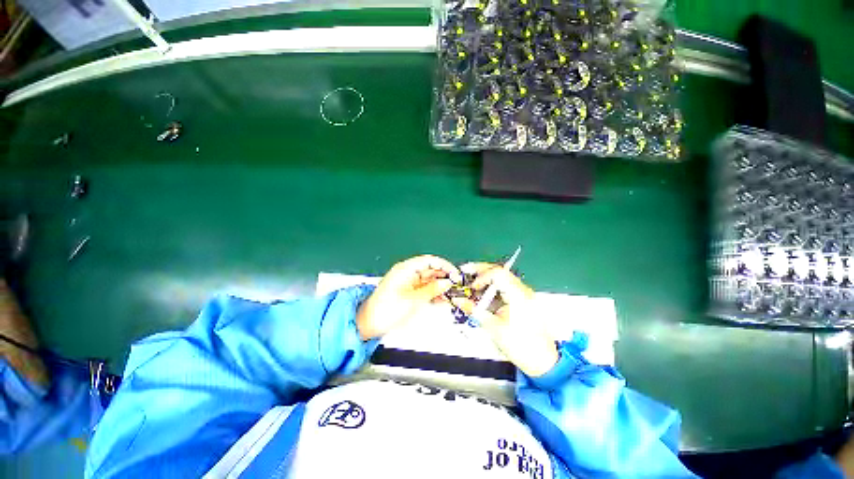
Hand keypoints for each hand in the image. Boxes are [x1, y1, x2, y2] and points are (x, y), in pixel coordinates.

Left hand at [356, 255, 460, 340]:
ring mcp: (410, 284)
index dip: (444, 265)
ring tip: (454, 293)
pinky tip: (444, 299)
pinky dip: (435, 293)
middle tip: (458, 285)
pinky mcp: (410, 293)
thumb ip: (431, 290)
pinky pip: (426, 290)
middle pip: (431, 270)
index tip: (455, 273)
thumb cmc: (385, 310)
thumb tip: (446, 282)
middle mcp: (409, 274)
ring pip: (430, 281)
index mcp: (406, 269)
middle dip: (444, 276)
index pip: (429, 260)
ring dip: (441, 286)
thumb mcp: (412, 299)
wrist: (369, 324)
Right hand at [451, 263, 557, 376]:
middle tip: (466, 271)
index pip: (498, 273)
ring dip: (486, 278)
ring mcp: (524, 294)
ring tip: (472, 283)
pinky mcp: (522, 300)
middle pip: (499, 270)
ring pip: (502, 277)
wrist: (543, 362)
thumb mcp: (493, 328)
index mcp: (519, 295)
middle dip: (480, 270)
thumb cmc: (521, 346)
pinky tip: (483, 293)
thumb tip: (458, 300)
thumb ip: (474, 310)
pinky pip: (505, 286)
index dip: (481, 276)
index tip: (472, 287)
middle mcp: (523, 291)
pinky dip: (492, 287)